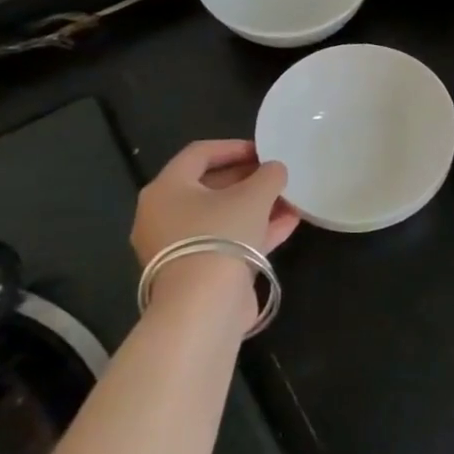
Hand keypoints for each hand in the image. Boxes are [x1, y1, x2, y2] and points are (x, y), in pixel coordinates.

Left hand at [130, 139, 299, 266]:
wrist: (203, 306)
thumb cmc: (221, 235)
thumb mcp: (254, 195)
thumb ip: (268, 175)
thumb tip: (274, 170)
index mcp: (166, 189)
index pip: (199, 153)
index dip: (234, 147)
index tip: (265, 150)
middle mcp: (163, 215)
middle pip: (209, 186)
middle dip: (248, 179)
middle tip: (277, 176)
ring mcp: (178, 247)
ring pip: (220, 216)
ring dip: (256, 206)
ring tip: (290, 200)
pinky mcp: (195, 272)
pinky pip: (225, 241)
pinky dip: (253, 230)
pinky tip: (288, 224)